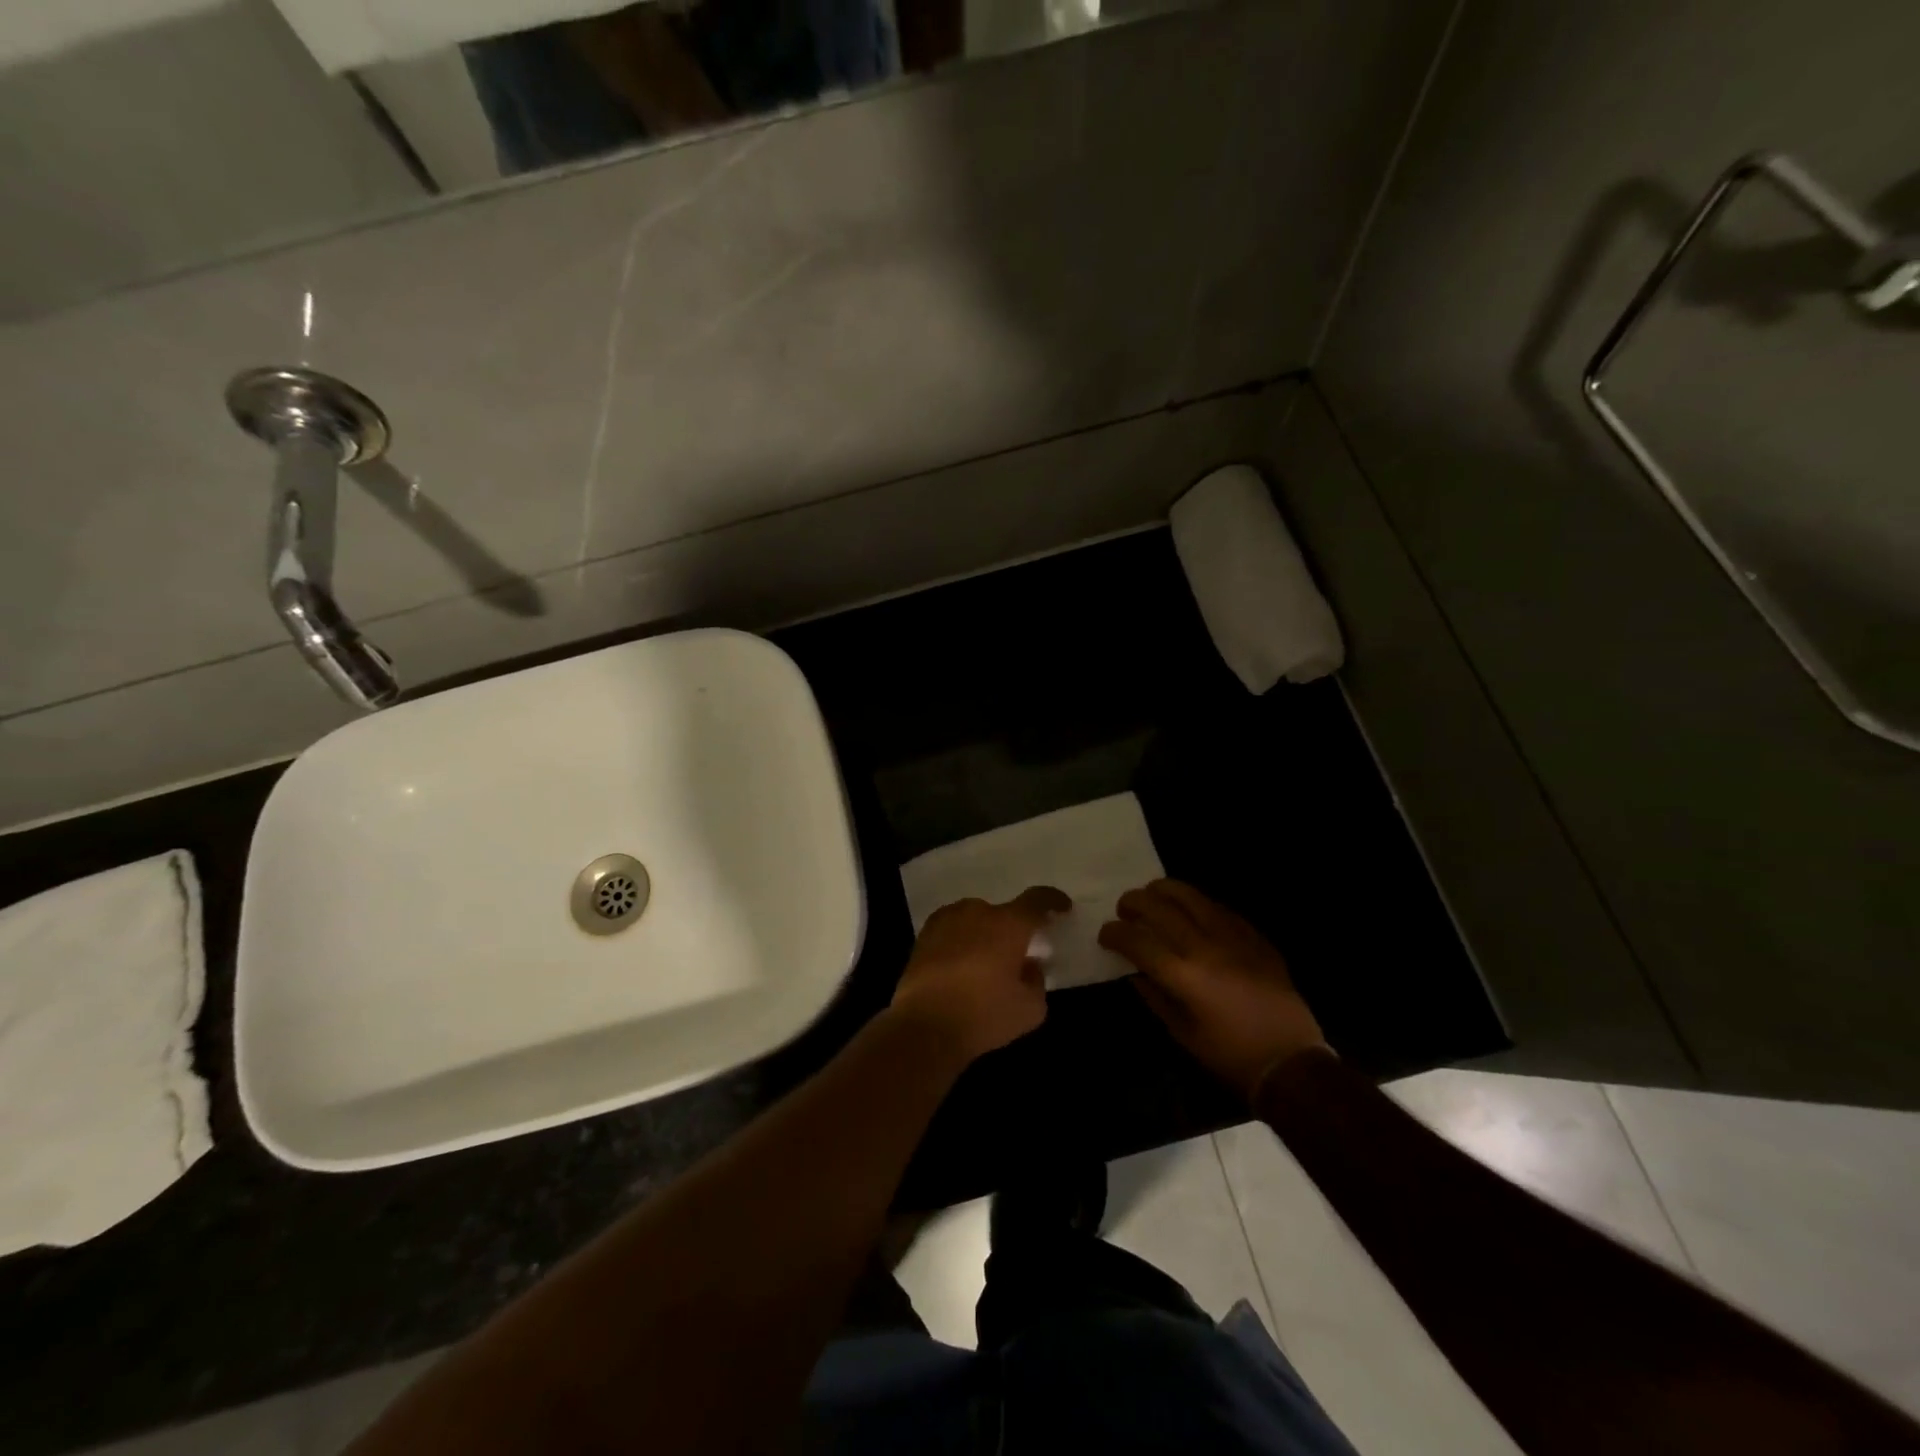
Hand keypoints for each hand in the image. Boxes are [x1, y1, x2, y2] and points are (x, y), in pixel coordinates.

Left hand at [890, 887, 1069, 1063]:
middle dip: (1012, 931)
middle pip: (1003, 913)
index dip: (1053, 901)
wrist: (924, 1026)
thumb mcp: (1030, 1009)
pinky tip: (960, 966)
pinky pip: (953, 930)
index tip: (1063, 908)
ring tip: (984, 965)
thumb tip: (1030, 966)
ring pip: (975, 920)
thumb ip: (1037, 981)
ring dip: (984, 934)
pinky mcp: (924, 934)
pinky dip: (961, 942)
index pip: (1037, 900)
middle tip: (1016, 956)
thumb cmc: (984, 1014)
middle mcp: (977, 911)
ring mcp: (947, 919)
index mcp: (1009, 924)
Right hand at [1099, 879, 1326, 1101]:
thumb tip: (1135, 972)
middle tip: (1124, 909)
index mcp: (1183, 976)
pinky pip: (1220, 908)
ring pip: (1191, 896)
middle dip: (1134, 902)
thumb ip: (1154, 997)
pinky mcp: (1254, 937)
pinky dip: (1197, 904)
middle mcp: (1205, 947)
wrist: (1290, 1061)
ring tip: (1153, 895)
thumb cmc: (1230, 1056)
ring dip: (1164, 891)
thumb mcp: (1182, 1033)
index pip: (1136, 940)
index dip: (1114, 933)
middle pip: (1159, 907)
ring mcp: (1233, 937)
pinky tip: (1191, 912)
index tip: (1105, 935)